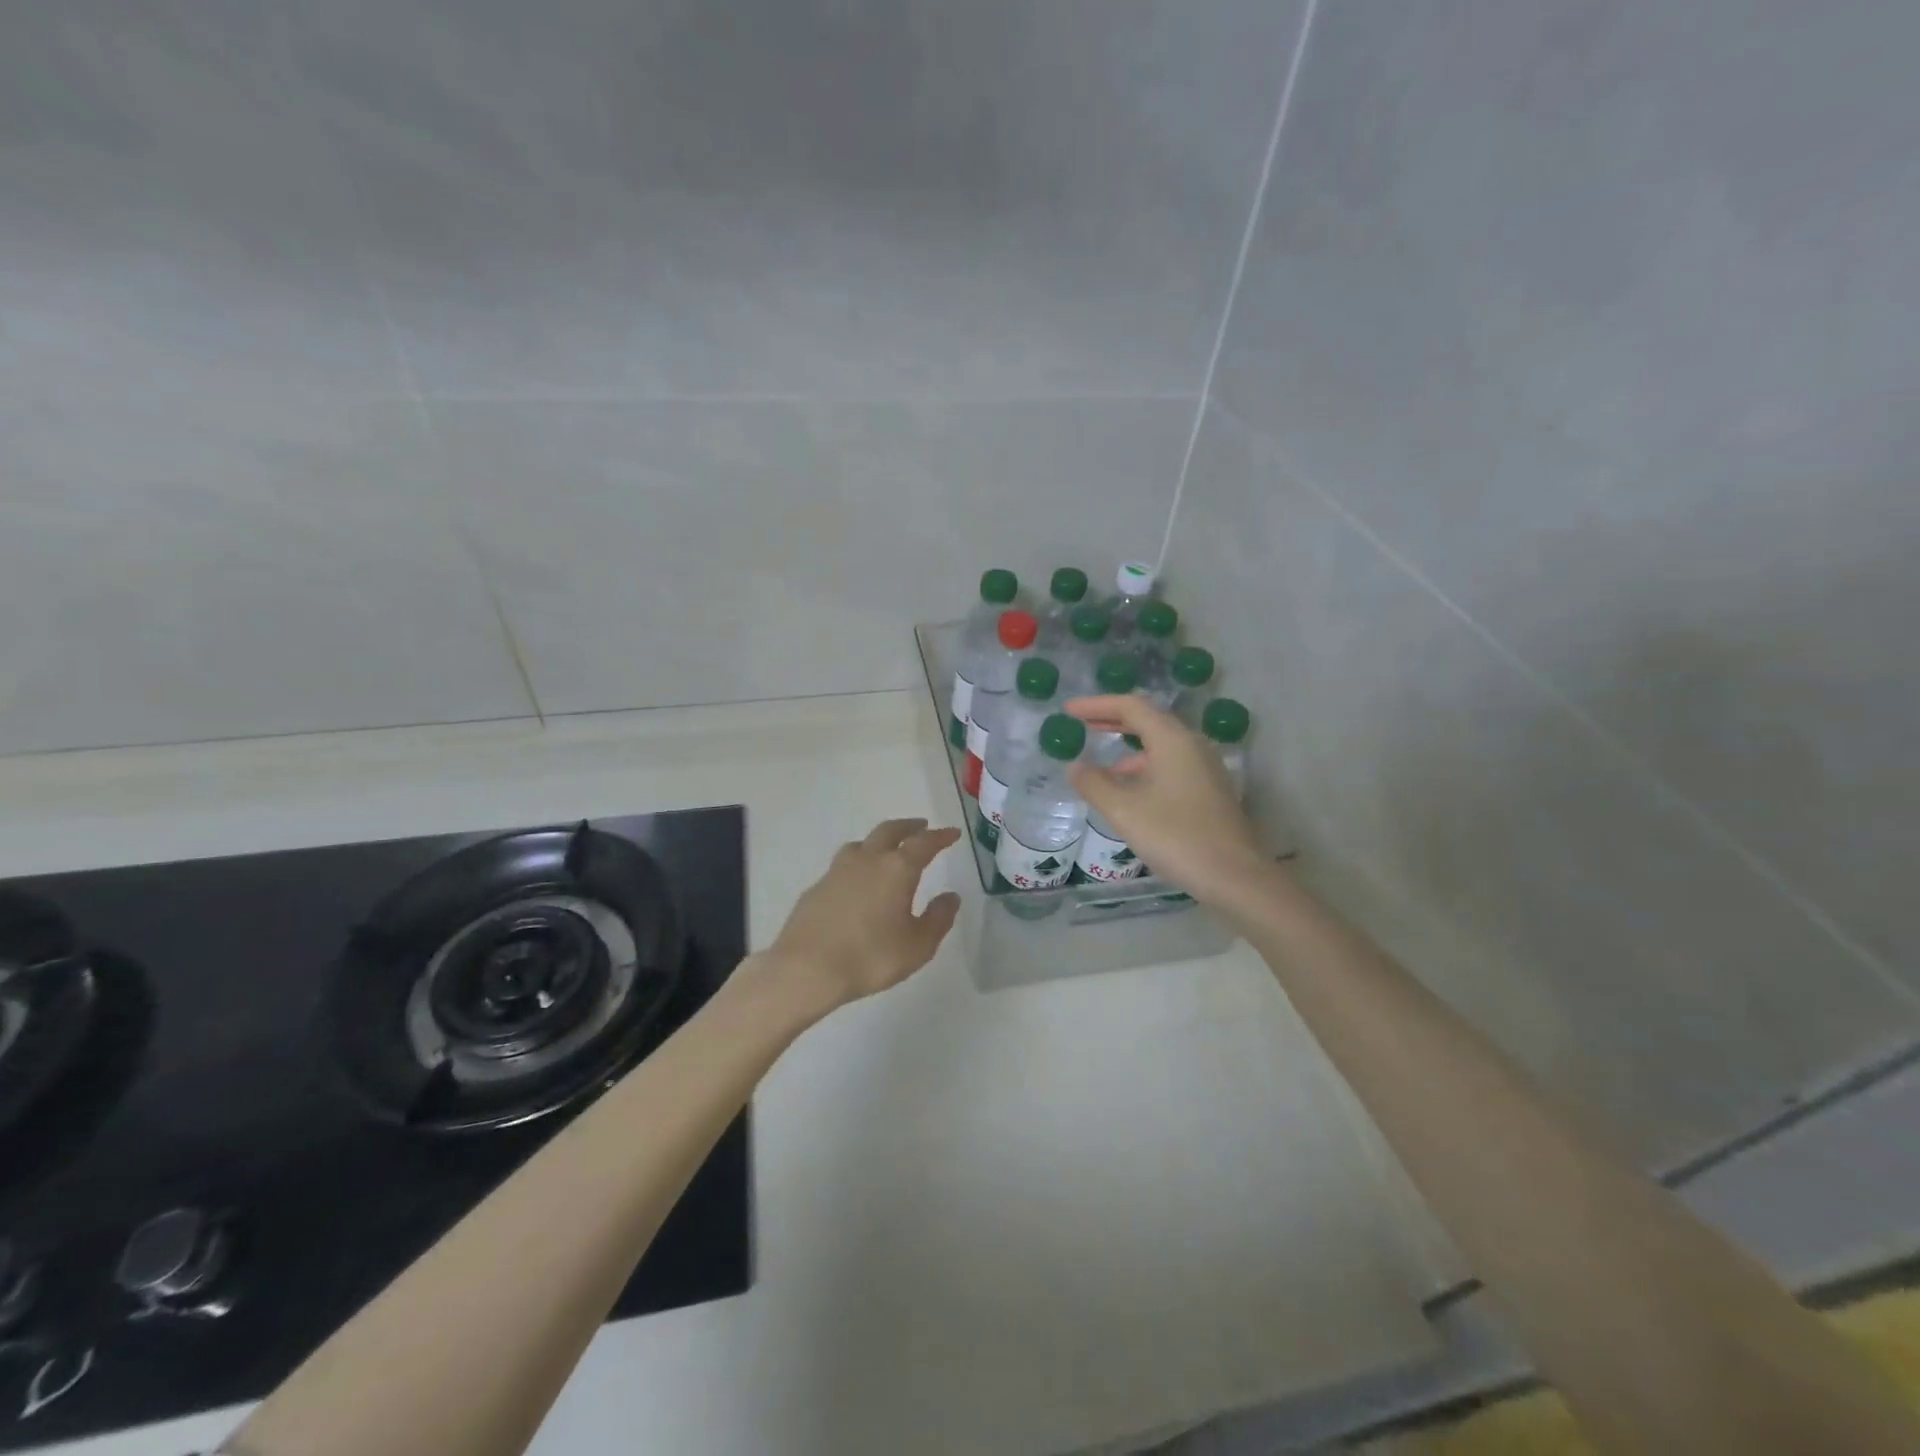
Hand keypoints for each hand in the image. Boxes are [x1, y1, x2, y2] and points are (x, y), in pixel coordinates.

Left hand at [757, 818, 962, 1018]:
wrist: (806, 969)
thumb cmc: (870, 957)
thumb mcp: (917, 946)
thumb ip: (938, 919)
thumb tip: (950, 897)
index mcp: (897, 869)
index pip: (924, 843)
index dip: (940, 836)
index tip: (952, 833)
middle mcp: (867, 860)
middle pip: (890, 831)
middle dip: (909, 827)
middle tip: (922, 827)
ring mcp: (837, 871)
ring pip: (862, 844)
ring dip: (879, 841)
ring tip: (887, 850)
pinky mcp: (816, 887)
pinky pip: (843, 865)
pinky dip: (857, 865)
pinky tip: (857, 883)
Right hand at [1064, 695, 1266, 901]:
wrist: (1235, 876)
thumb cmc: (1176, 837)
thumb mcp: (1124, 811)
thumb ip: (1094, 784)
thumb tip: (1075, 767)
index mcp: (1172, 740)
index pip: (1130, 706)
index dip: (1096, 705)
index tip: (1068, 710)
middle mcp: (1191, 745)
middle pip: (1148, 720)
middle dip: (1112, 720)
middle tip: (1081, 723)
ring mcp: (1204, 767)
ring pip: (1160, 744)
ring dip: (1128, 746)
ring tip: (1100, 762)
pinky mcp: (1209, 789)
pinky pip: (1170, 763)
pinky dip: (1144, 766)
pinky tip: (1129, 790)